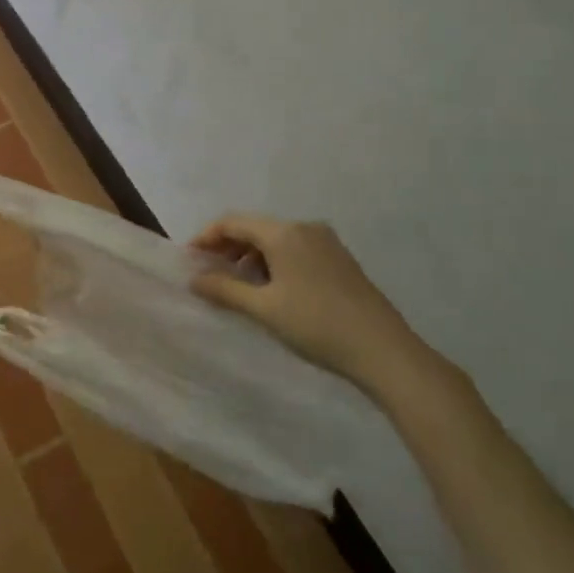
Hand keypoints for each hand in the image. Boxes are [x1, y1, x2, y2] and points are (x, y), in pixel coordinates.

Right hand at [189, 214, 445, 408]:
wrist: (384, 350)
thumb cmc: (317, 325)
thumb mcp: (264, 309)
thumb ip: (225, 289)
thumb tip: (194, 278)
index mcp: (284, 232)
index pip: (232, 222)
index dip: (206, 237)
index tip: (189, 259)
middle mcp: (305, 227)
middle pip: (254, 228)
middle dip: (228, 247)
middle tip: (208, 273)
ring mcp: (326, 242)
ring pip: (276, 239)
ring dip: (251, 256)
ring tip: (237, 286)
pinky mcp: (339, 259)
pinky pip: (295, 249)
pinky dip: (274, 262)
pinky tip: (271, 289)